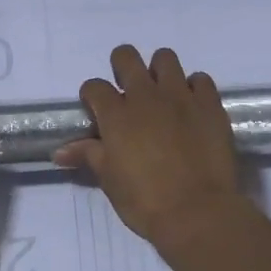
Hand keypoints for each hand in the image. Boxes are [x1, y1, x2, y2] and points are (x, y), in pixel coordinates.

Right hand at [54, 45, 246, 247]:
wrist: (198, 212)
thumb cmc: (145, 201)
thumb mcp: (109, 180)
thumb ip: (88, 156)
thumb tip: (60, 151)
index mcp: (116, 114)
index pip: (94, 86)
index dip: (92, 96)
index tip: (97, 111)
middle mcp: (146, 96)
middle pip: (126, 57)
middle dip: (122, 67)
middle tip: (128, 90)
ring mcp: (181, 96)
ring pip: (165, 58)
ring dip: (159, 71)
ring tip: (162, 94)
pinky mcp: (210, 104)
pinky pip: (201, 79)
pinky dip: (194, 88)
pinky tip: (192, 106)